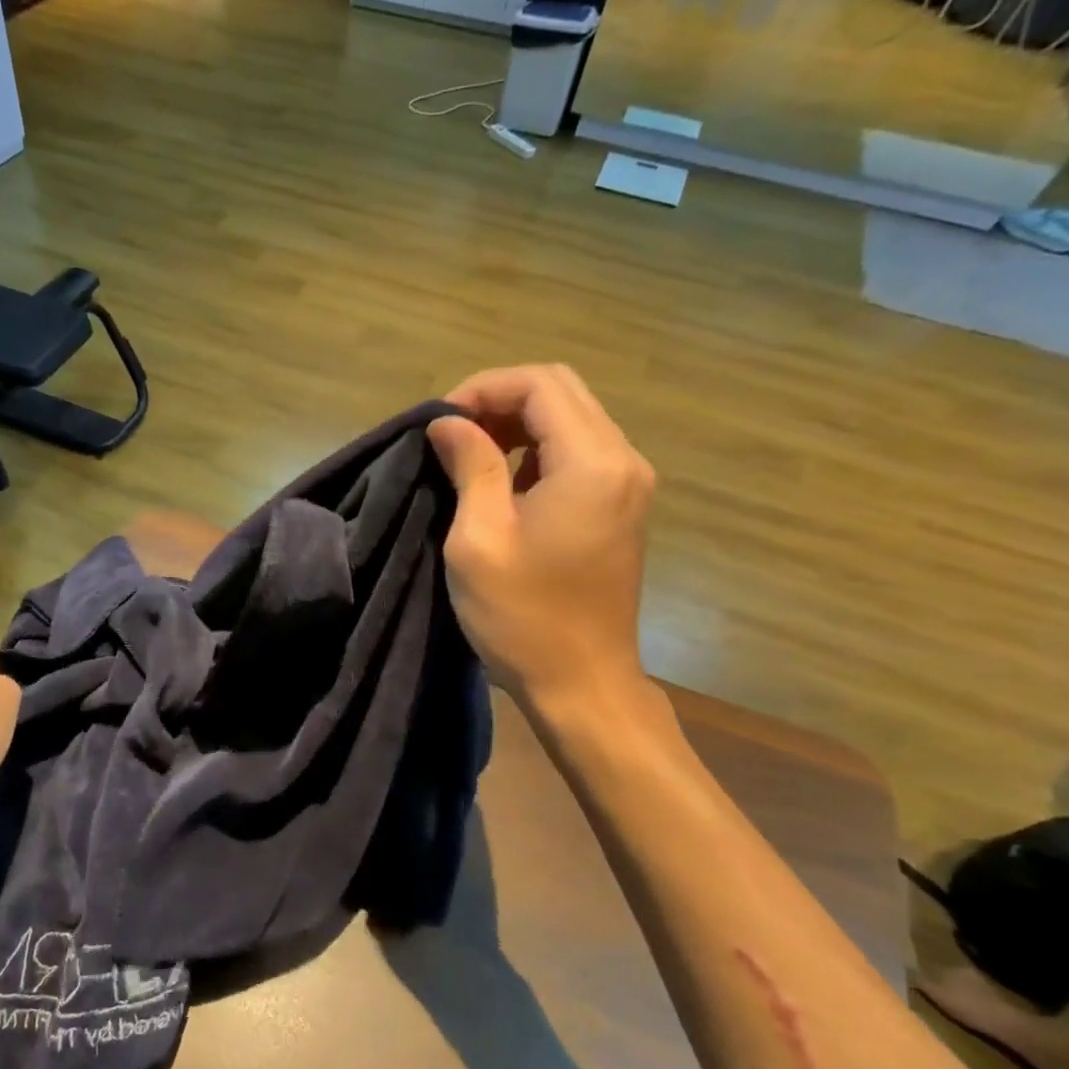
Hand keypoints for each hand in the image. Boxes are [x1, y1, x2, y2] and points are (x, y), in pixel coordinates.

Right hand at [428, 365, 656, 713]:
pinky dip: (537, 450)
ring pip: (572, 418)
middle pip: (561, 392)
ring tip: (470, 455)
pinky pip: (580, 451)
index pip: (540, 384)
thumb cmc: (523, 616)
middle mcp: (623, 460)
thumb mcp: (479, 538)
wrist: (582, 684)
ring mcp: (629, 483)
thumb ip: (469, 466)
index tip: (439, 423)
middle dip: (500, 400)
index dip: (482, 389)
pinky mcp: (621, 506)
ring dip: (517, 424)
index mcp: (592, 463)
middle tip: (452, 434)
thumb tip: (447, 423)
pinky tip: (504, 482)